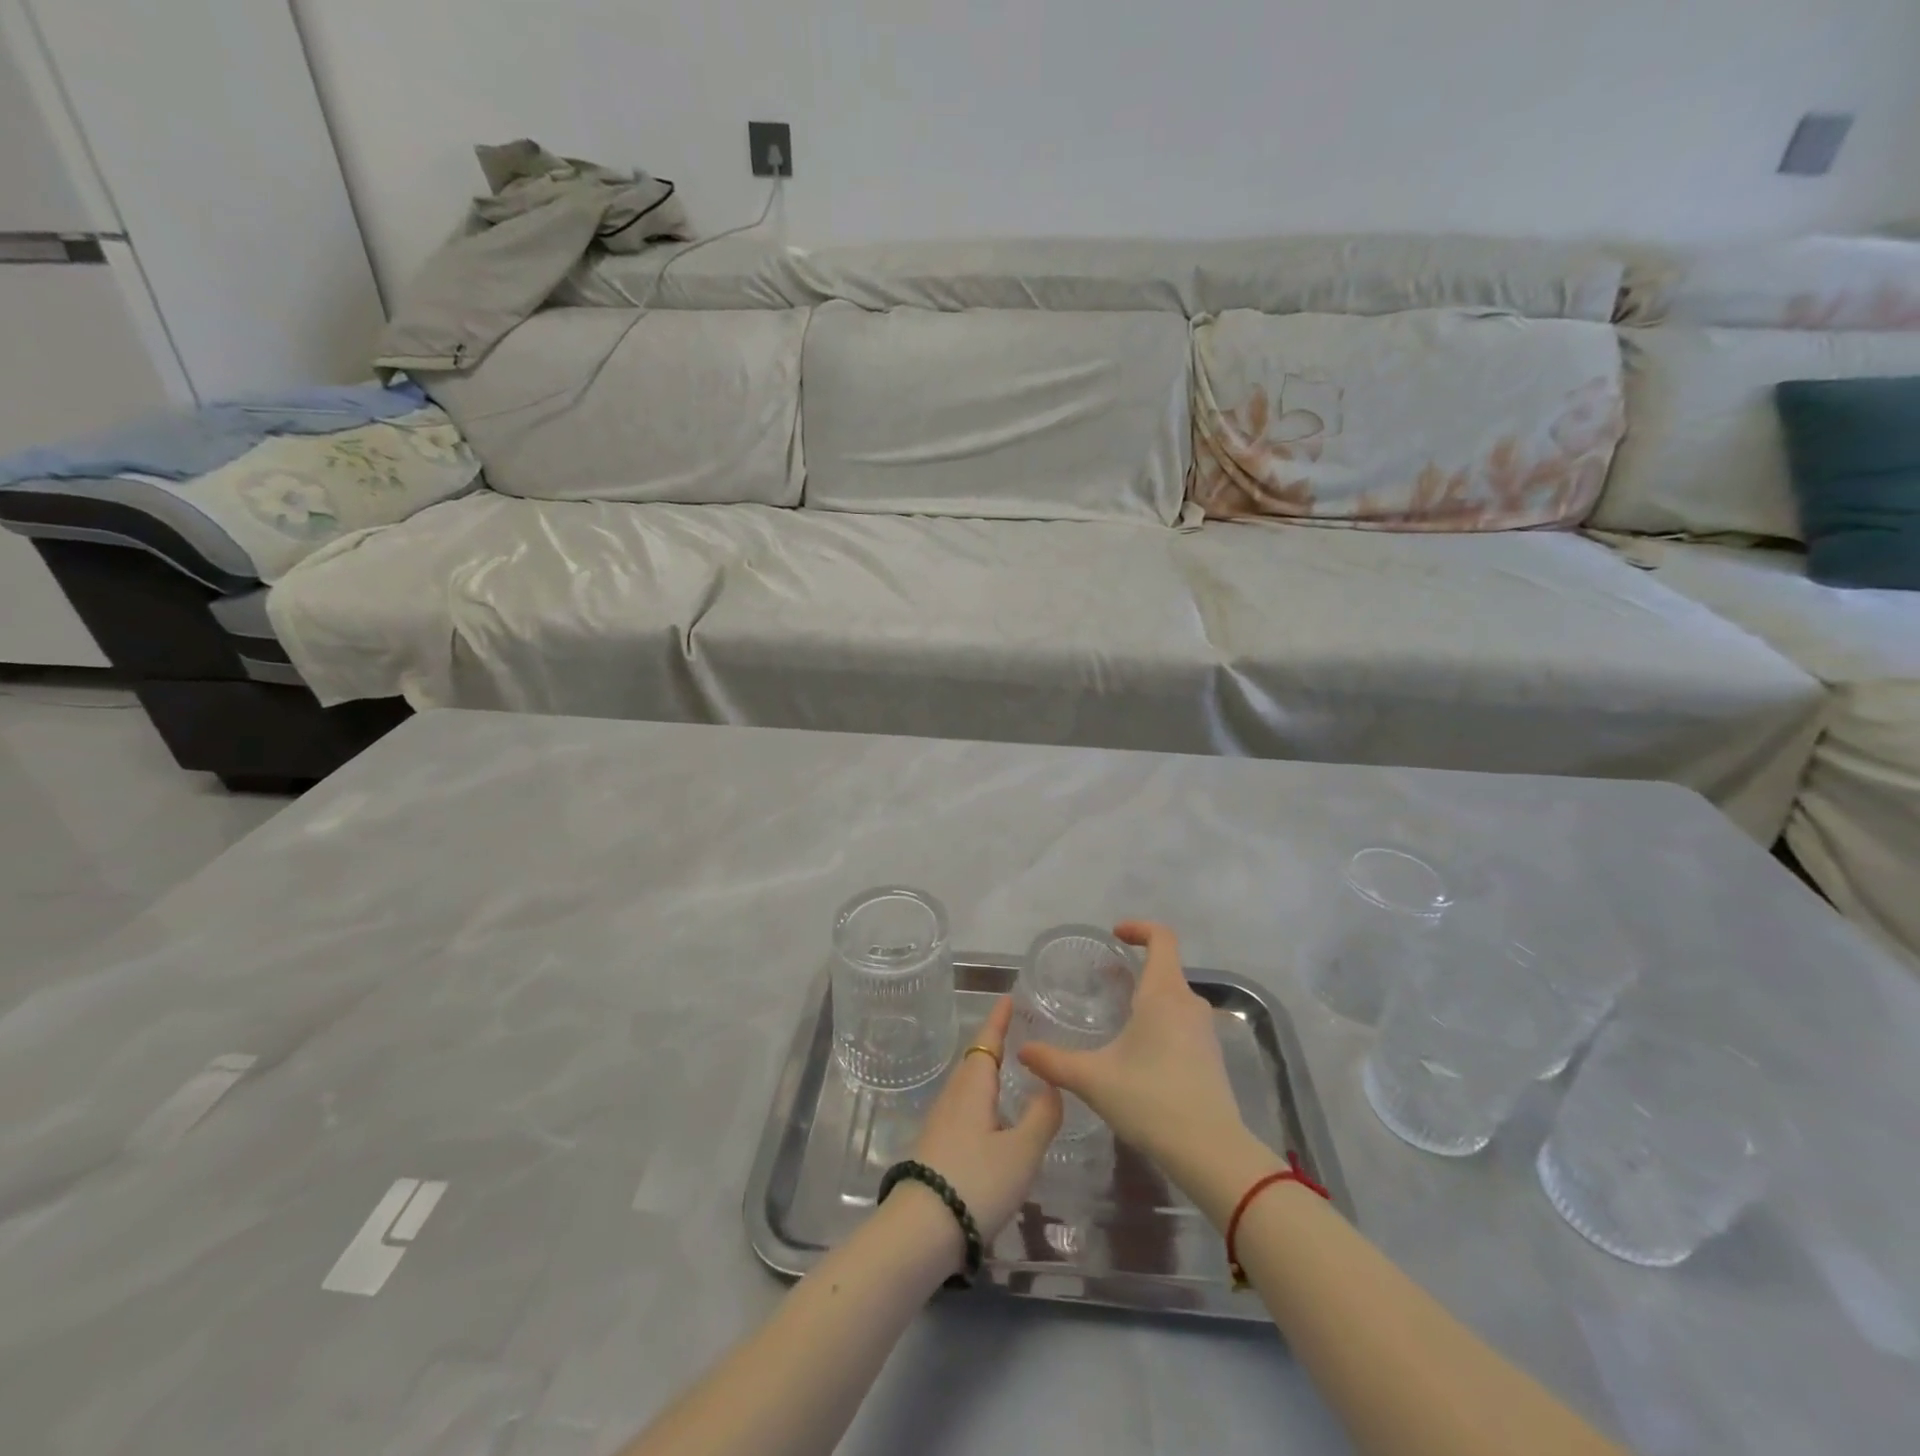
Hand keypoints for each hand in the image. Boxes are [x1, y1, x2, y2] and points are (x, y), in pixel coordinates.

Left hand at [907, 996, 1061, 1243]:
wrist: (920, 1231)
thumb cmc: (976, 1181)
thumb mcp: (1021, 1151)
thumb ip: (1041, 1116)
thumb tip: (1050, 1084)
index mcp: (973, 1087)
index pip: (987, 1041)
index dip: (999, 1020)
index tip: (1008, 998)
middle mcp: (953, 1097)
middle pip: (974, 1061)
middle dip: (992, 1044)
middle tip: (1014, 1032)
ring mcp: (940, 1123)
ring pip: (967, 1086)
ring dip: (985, 1073)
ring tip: (1007, 1071)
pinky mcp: (935, 1148)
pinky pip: (963, 1108)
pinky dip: (980, 1099)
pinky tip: (991, 1119)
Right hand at [1018, 922, 1247, 1173]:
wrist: (1211, 1152)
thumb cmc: (1151, 1100)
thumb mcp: (1094, 1079)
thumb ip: (1054, 1062)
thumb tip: (1023, 1051)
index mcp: (1163, 994)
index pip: (1162, 938)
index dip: (1139, 928)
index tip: (1115, 935)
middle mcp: (1188, 1004)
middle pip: (1166, 968)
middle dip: (1136, 967)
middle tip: (1105, 980)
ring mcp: (1205, 1031)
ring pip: (1174, 997)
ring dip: (1148, 996)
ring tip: (1118, 1016)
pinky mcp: (1211, 1057)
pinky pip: (1183, 1022)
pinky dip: (1161, 1021)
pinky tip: (1140, 1052)